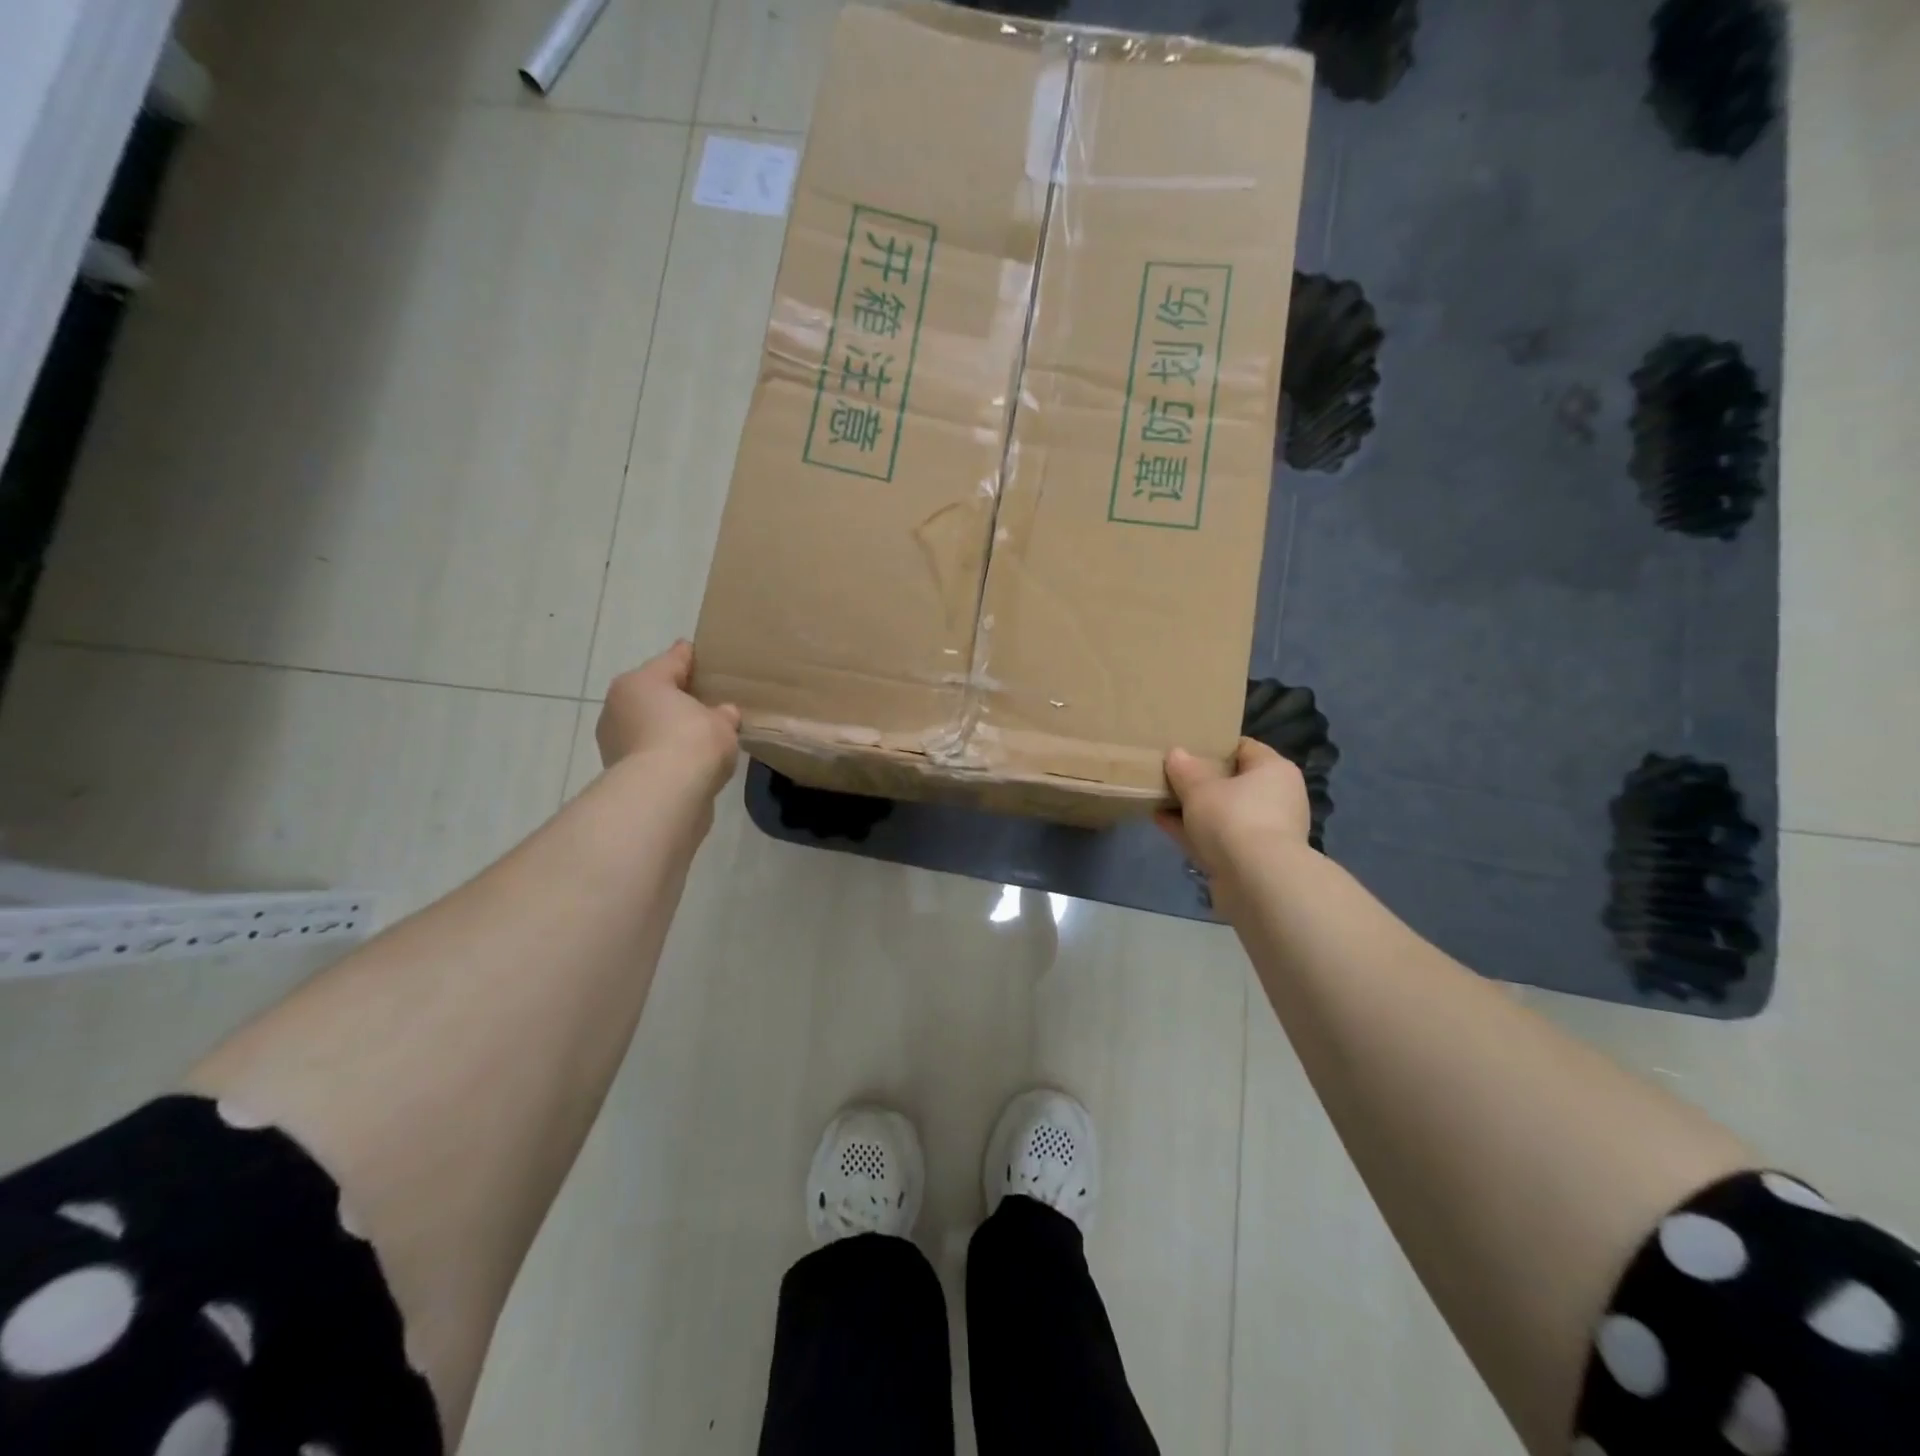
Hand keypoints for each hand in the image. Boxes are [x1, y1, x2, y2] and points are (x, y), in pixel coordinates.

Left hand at [597, 641, 740, 796]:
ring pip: (648, 724)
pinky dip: (664, 753)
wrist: (663, 795)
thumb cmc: (692, 742)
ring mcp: (614, 740)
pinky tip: (686, 760)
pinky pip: (648, 752)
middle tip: (705, 700)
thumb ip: (723, 714)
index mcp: (642, 681)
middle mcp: (619, 704)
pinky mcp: (618, 771)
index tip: (699, 652)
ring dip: (667, 728)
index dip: (690, 656)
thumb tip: (723, 713)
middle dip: (676, 697)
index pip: (673, 660)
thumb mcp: (722, 722)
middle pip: (654, 693)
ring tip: (698, 736)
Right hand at [1157, 738, 1311, 877]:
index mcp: (1274, 770)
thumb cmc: (1233, 818)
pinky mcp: (1252, 860)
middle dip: (1200, 782)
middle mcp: (1277, 798)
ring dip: (1194, 809)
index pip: (1244, 748)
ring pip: (1223, 813)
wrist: (1256, 882)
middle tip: (1170, 776)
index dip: (1214, 746)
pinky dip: (1194, 832)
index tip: (1186, 748)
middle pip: (1233, 782)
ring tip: (1159, 800)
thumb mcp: (1200, 788)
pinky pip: (1218, 838)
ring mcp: (1266, 832)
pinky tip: (1163, 823)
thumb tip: (1176, 754)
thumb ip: (1184, 769)